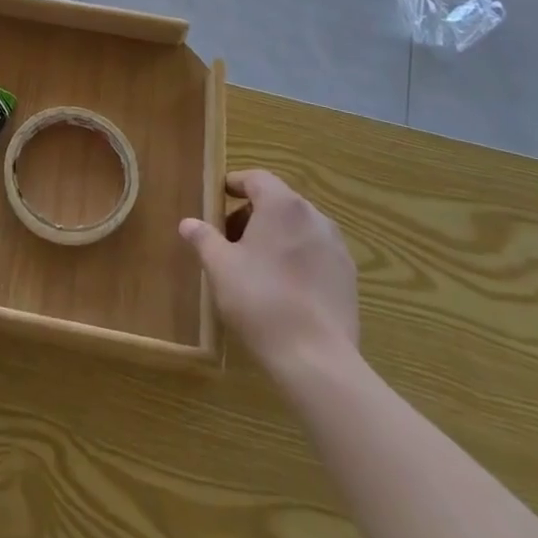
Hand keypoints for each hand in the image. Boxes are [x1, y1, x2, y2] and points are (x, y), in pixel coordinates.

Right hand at [180, 170, 358, 380]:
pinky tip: (283, 287)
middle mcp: (314, 216)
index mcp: (282, 205)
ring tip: (255, 264)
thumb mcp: (220, 267)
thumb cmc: (260, 300)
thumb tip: (188, 222)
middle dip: (252, 213)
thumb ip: (203, 238)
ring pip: (299, 227)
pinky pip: (316, 253)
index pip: (256, 178)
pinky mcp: (349, 276)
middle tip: (229, 238)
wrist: (317, 358)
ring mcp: (336, 246)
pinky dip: (297, 257)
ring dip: (276, 235)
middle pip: (278, 201)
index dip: (235, 183)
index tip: (218, 196)